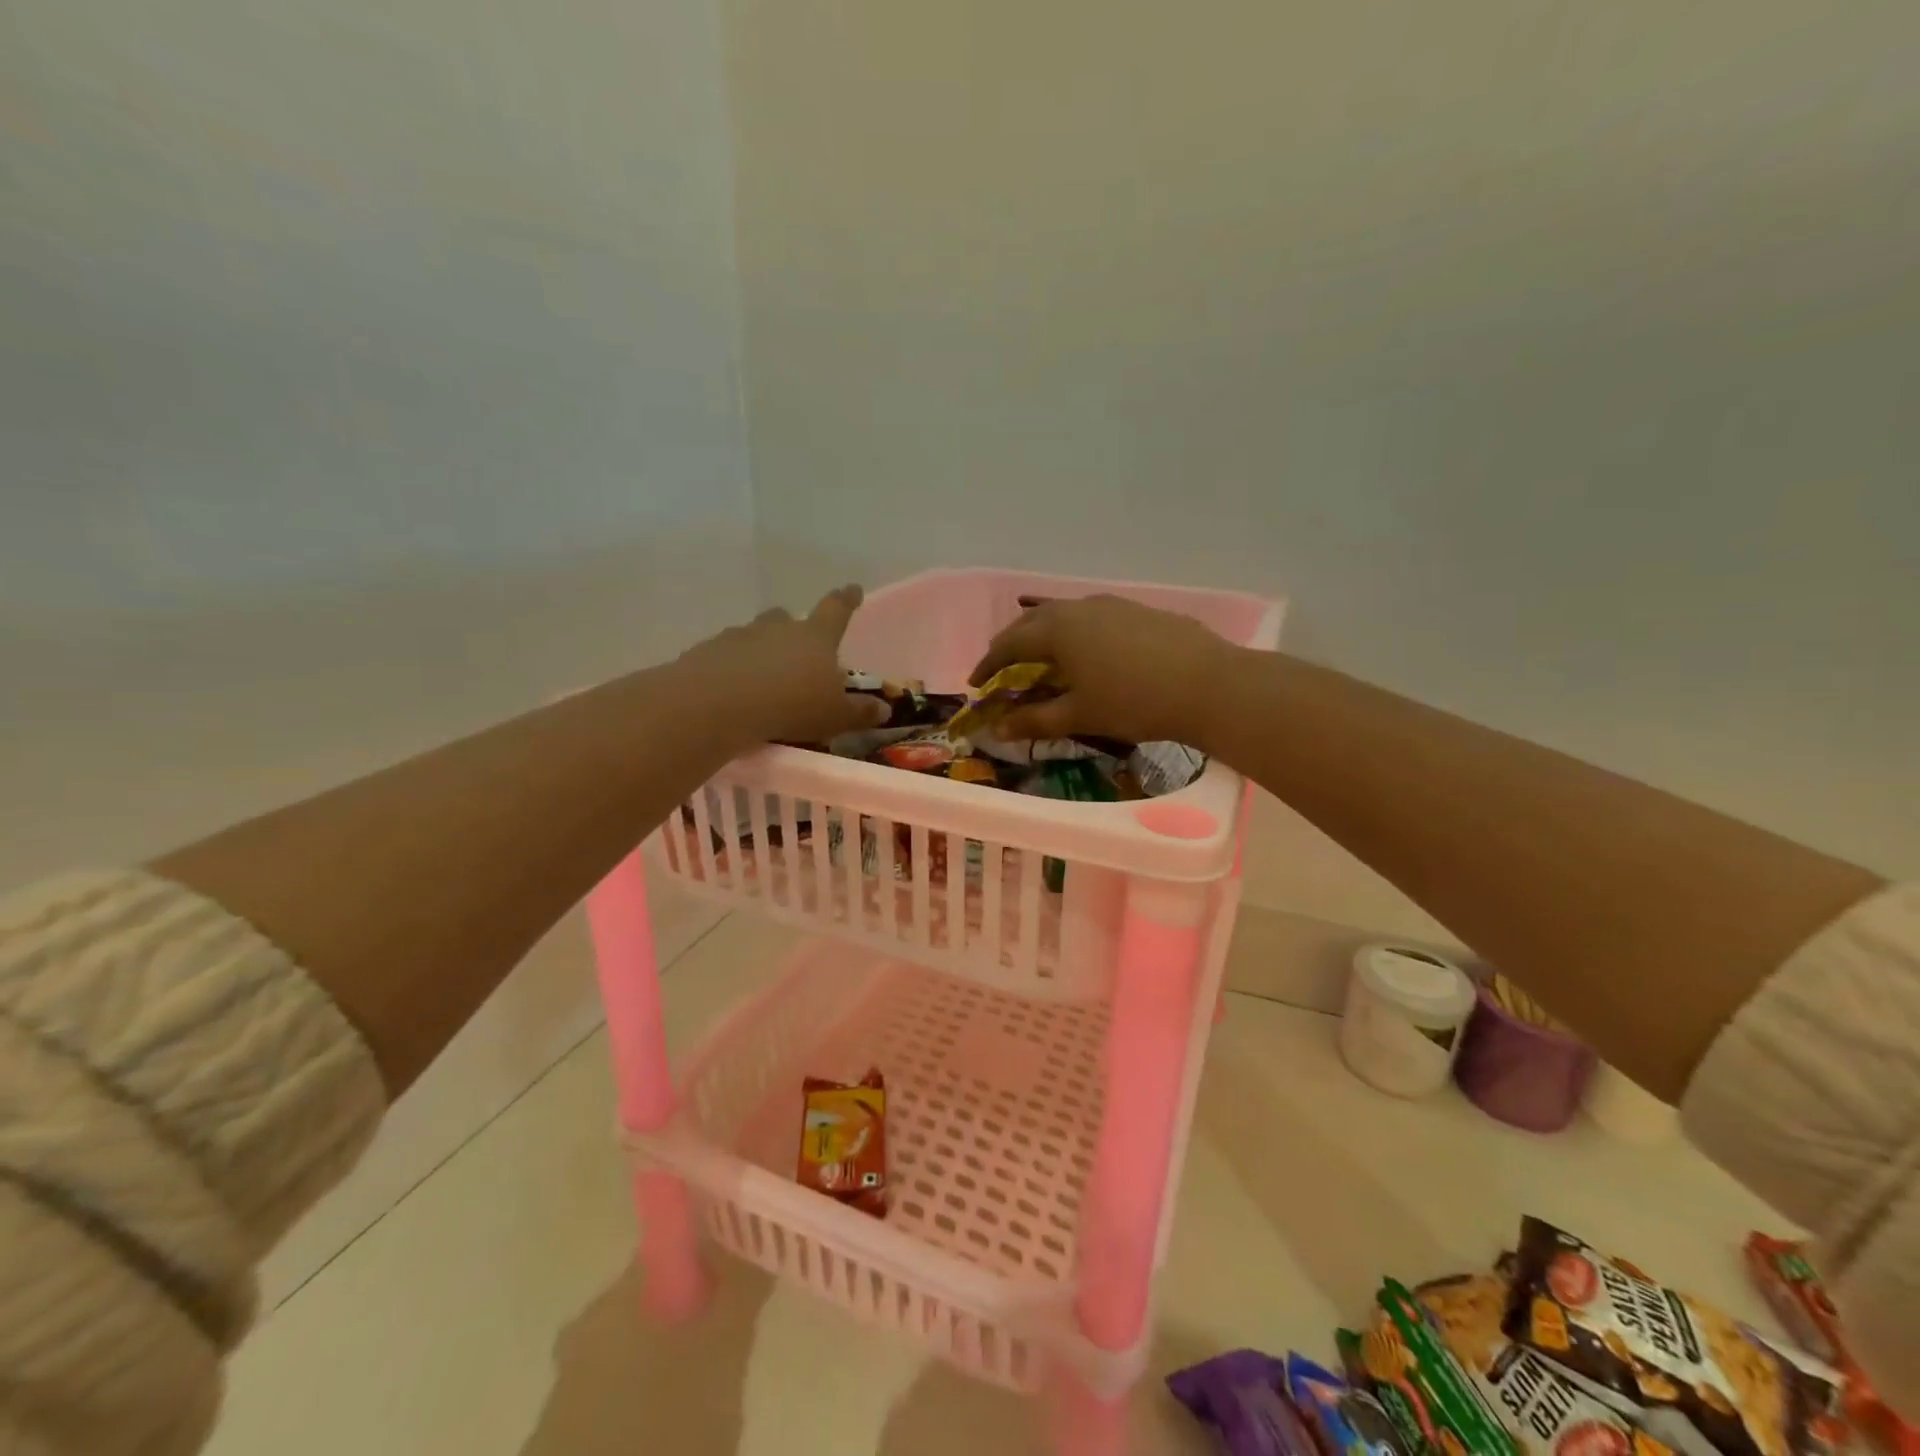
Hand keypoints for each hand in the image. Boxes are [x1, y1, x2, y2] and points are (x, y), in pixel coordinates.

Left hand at [677, 585, 888, 746]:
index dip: (846, 600)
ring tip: (763, 676)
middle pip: (787, 618)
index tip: (852, 589)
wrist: (718, 703)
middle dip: (793, 628)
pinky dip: (732, 667)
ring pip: (755, 635)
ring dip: (761, 650)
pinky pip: (726, 656)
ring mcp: (739, 636)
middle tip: (797, 648)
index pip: (836, 610)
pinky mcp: (708, 652)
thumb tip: (884, 708)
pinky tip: (732, 689)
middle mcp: (777, 628)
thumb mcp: (834, 715)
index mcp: (815, 637)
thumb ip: (859, 712)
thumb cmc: (790, 705)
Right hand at [969, 594, 1236, 747]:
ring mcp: (1112, 605)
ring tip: (1041, 658)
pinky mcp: (1139, 611)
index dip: (988, 664)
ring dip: (1045, 635)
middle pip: (1033, 623)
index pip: (1009, 644)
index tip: (976, 684)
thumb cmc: (1134, 702)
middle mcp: (1080, 608)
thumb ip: (1035, 720)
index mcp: (1057, 630)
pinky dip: (1076, 633)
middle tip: (1002, 667)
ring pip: (1065, 615)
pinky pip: (1092, 617)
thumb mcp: (1080, 715)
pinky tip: (1088, 651)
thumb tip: (997, 728)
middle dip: (1012, 645)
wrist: (1209, 685)